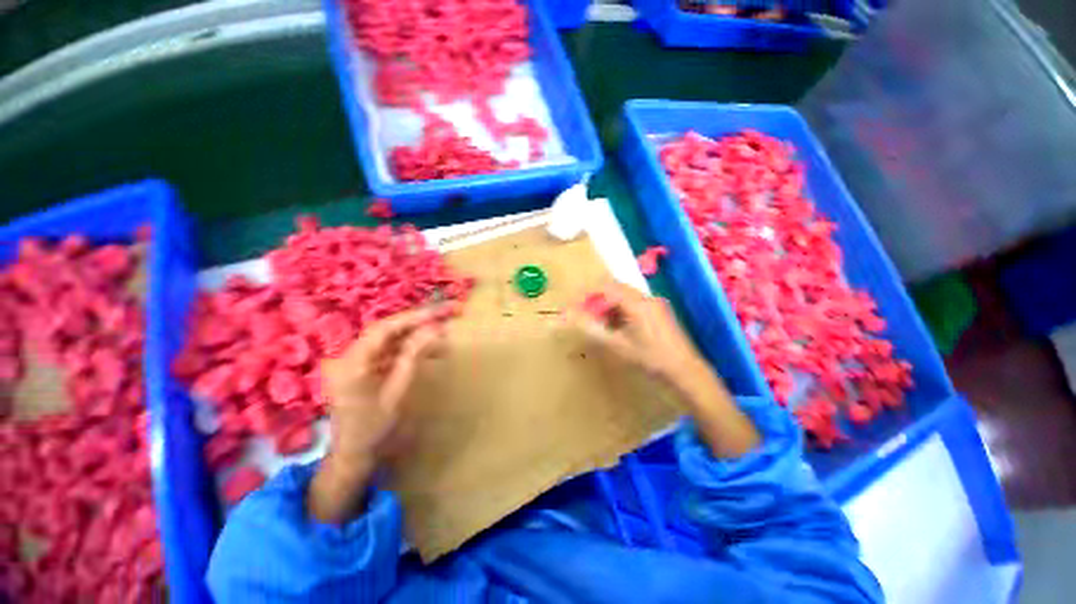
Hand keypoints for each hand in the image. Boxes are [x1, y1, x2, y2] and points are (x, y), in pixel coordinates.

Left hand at [309, 307, 448, 522]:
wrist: (352, 456)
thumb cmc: (372, 429)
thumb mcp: (396, 393)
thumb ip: (413, 358)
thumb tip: (434, 330)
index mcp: (353, 362)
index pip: (385, 329)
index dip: (414, 317)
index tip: (441, 311)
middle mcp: (352, 355)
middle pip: (389, 330)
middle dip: (420, 321)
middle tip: (449, 314)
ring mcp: (358, 361)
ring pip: (392, 340)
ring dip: (418, 336)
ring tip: (445, 338)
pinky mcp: (367, 368)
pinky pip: (391, 352)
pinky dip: (412, 350)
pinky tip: (431, 352)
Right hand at [571, 281, 708, 393]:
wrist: (686, 371)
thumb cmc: (651, 359)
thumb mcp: (618, 345)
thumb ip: (593, 329)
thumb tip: (570, 318)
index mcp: (637, 303)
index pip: (606, 287)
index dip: (588, 293)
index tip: (575, 305)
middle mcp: (647, 298)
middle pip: (615, 289)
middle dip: (598, 300)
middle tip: (586, 315)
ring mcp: (655, 303)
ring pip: (624, 296)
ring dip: (609, 306)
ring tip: (601, 325)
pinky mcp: (659, 311)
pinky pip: (634, 303)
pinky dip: (621, 311)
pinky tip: (618, 328)